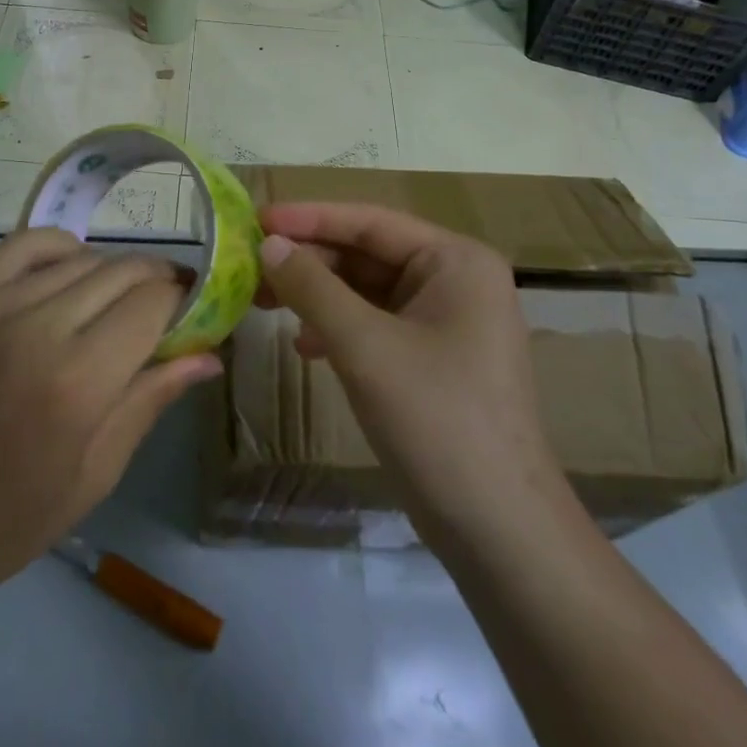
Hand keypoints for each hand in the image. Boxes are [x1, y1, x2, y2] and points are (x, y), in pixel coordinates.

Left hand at [0, 229, 219, 614]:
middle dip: (158, 281)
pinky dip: (61, 247)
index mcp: (77, 383)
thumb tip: (209, 355)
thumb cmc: (8, 520)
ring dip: (115, 271)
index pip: (154, 304)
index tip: (197, 312)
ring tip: (123, 299)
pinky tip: (73, 271)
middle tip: (171, 304)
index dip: (185, 300)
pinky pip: (25, 245)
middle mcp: (37, 329)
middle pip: (122, 272)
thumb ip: (151, 399)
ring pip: (81, 259)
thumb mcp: (96, 474)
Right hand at [256, 203, 561, 546]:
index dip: (310, 218)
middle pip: (368, 254)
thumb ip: (313, 288)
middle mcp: (456, 280)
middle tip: (249, 267)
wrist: (497, 528)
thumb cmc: (436, 419)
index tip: (256, 218)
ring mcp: (446, 321)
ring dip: (317, 295)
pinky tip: (305, 346)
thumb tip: (269, 245)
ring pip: (367, 290)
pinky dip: (338, 327)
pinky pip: (376, 324)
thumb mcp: (365, 346)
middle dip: (310, 261)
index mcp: (456, 261)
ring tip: (263, 303)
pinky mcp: (433, 358)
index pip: (371, 222)